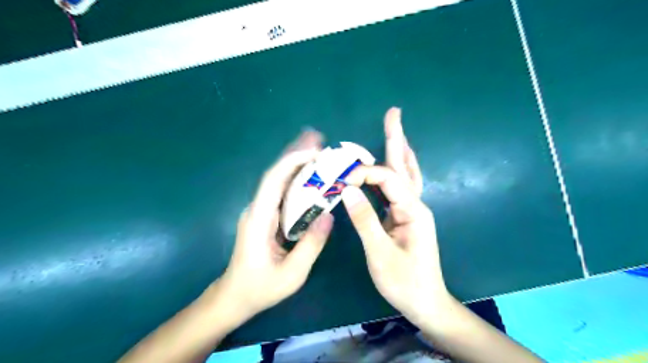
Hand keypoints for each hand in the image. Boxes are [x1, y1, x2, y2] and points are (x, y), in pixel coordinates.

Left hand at [217, 130, 333, 319]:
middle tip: (317, 138)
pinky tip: (310, 173)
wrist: (234, 296)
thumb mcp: (291, 274)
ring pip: (278, 180)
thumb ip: (311, 245)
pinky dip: (296, 178)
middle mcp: (258, 209)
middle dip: (295, 153)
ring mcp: (261, 211)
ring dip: (296, 162)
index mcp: (259, 219)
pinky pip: (282, 192)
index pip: (273, 181)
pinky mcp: (266, 216)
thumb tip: (329, 215)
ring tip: (317, 148)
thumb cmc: (260, 288)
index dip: (292, 162)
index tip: (314, 152)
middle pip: (276, 174)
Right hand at [344, 106, 451, 325]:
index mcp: (412, 211)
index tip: (342, 180)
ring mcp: (412, 210)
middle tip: (393, 113)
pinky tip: (393, 163)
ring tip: (395, 130)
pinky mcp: (405, 217)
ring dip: (399, 151)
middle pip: (404, 166)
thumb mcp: (380, 253)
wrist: (425, 302)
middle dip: (397, 139)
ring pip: (405, 174)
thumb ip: (364, 220)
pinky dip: (396, 170)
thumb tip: (347, 189)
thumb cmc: (405, 282)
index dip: (364, 174)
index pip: (387, 180)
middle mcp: (416, 205)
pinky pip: (400, 187)